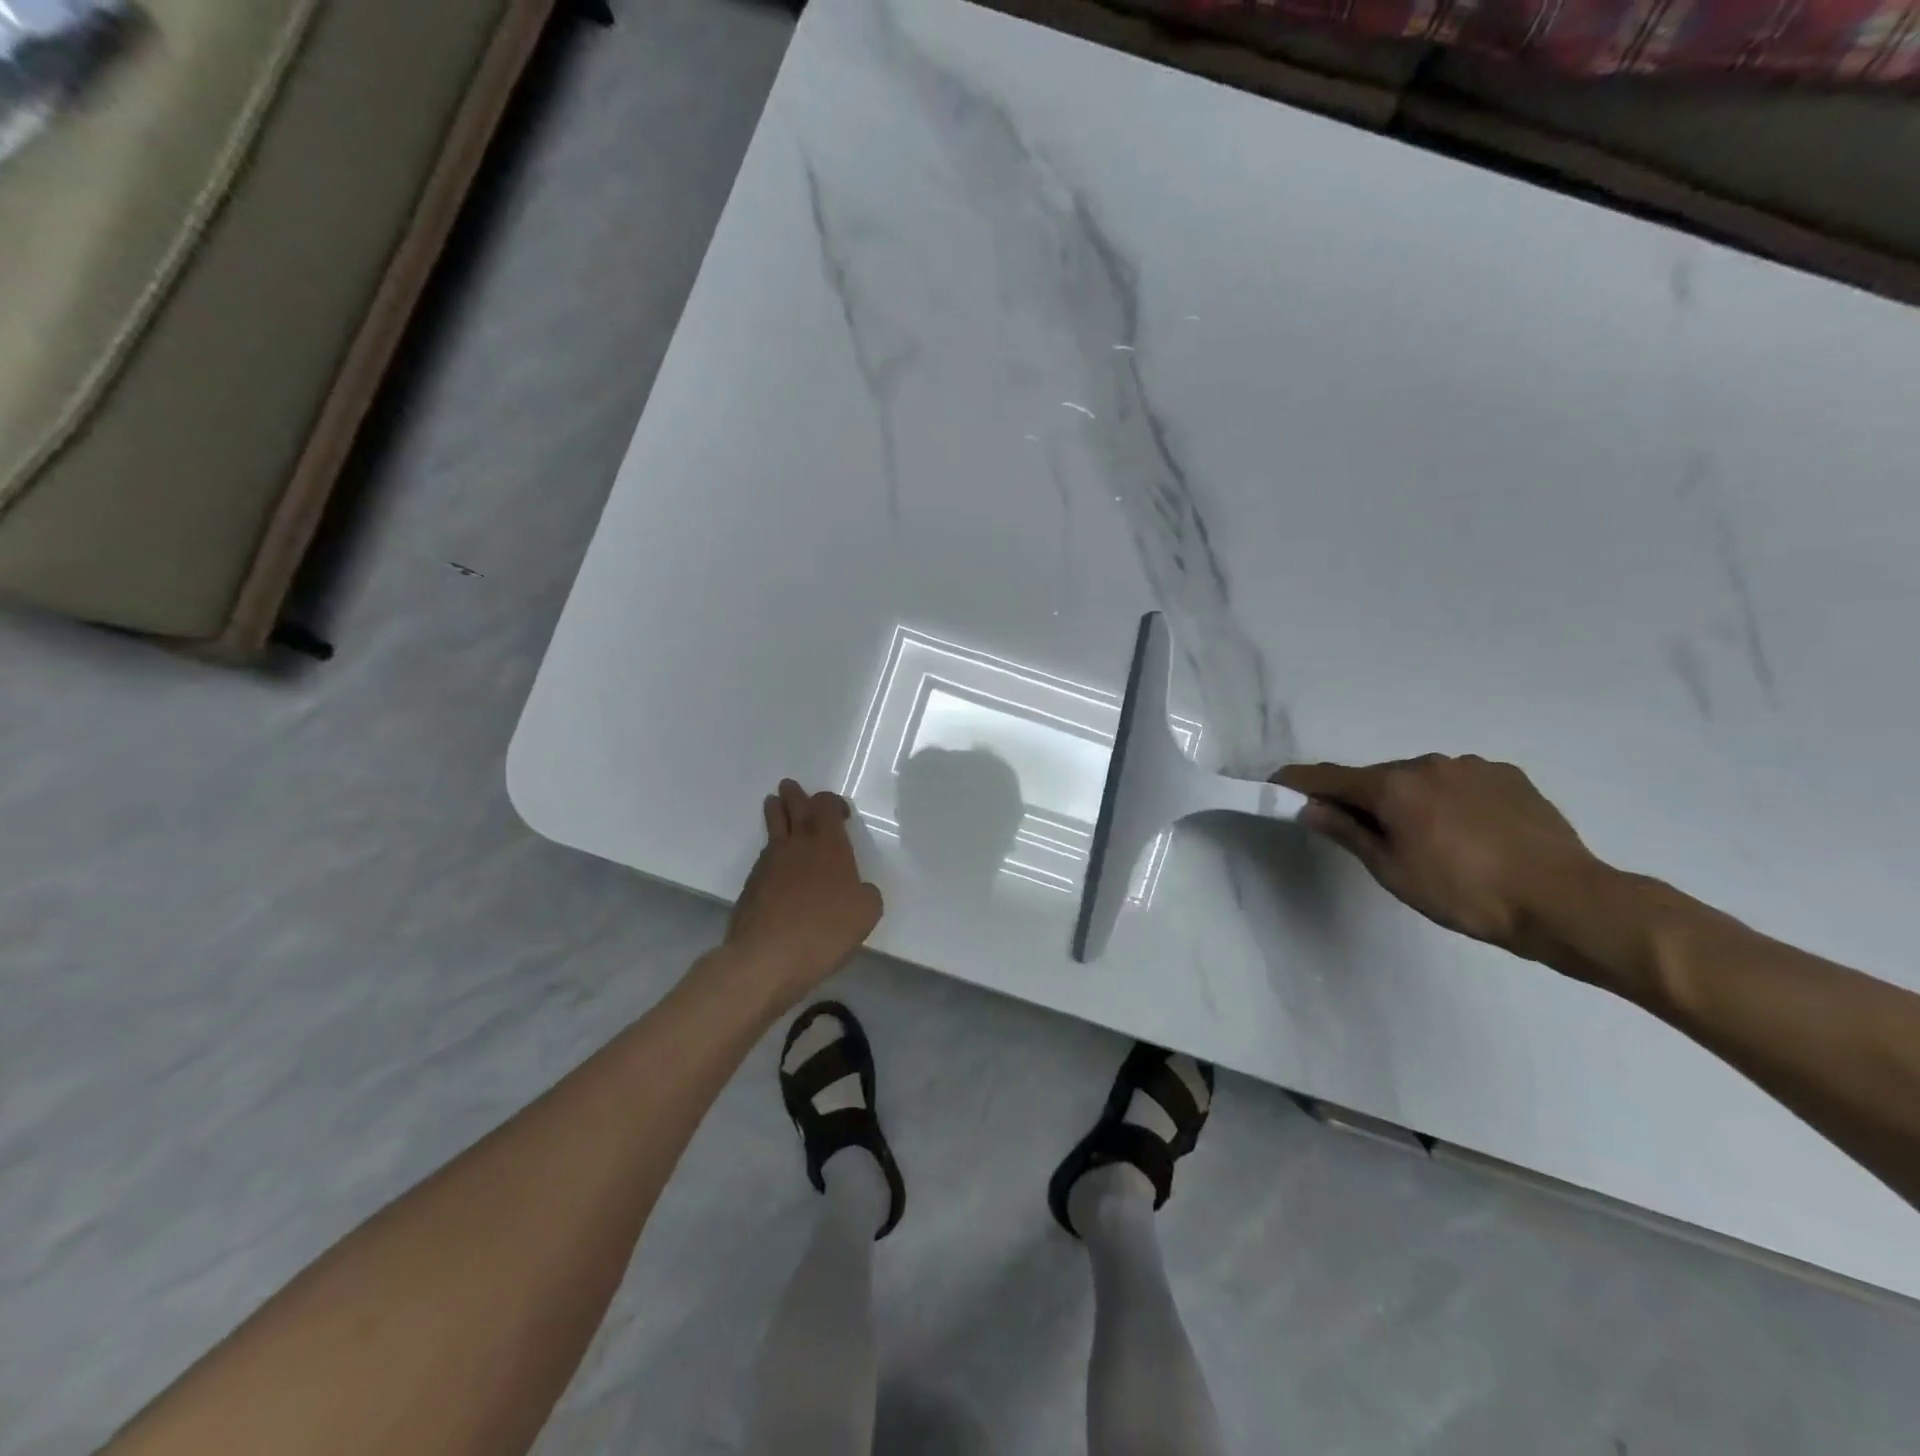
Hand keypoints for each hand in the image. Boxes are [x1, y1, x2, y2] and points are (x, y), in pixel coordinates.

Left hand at [727, 780, 883, 992]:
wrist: (768, 956)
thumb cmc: (825, 929)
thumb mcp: (866, 913)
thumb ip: (865, 894)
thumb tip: (858, 890)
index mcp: (828, 844)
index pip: (826, 806)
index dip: (832, 803)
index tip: (839, 812)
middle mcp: (797, 845)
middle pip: (793, 808)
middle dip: (794, 795)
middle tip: (789, 786)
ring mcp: (769, 863)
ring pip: (773, 828)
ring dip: (775, 813)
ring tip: (774, 805)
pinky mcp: (751, 886)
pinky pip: (764, 858)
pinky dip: (771, 854)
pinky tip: (776, 864)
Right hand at [1274, 755, 1607, 959]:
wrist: (1565, 901)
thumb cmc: (1464, 893)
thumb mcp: (1393, 871)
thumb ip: (1347, 832)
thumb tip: (1308, 807)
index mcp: (1393, 786)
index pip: (1329, 777)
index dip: (1298, 781)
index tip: (1275, 784)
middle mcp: (1427, 764)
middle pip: (1377, 778)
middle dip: (1363, 800)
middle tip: (1367, 837)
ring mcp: (1471, 766)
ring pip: (1419, 779)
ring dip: (1409, 800)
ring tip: (1429, 841)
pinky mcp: (1507, 776)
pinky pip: (1459, 782)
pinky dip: (1447, 800)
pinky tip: (1468, 833)